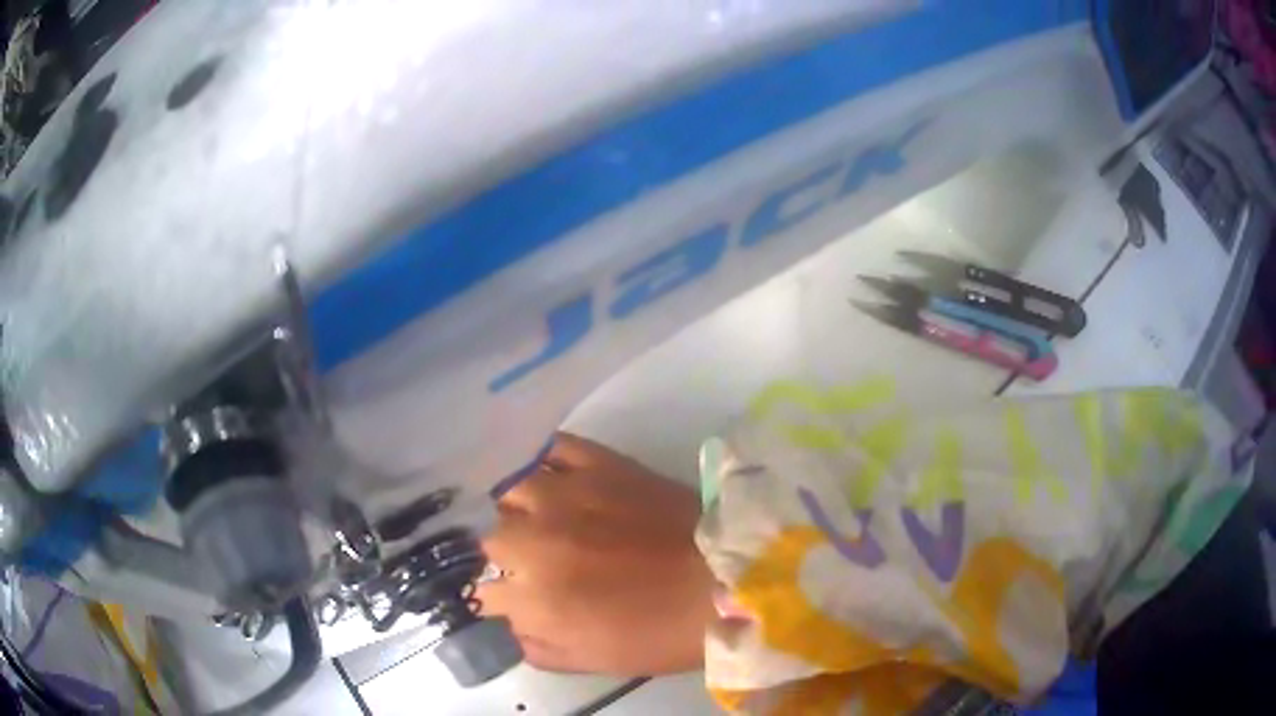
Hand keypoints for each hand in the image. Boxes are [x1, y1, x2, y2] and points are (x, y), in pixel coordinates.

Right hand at [478, 432, 714, 675]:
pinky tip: (547, 475)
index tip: (515, 600)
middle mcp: (534, 541)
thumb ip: (535, 645)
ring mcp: (563, 495)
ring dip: (515, 508)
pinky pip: (549, 449)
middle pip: (490, 539)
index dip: (498, 598)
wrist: (724, 581)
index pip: (482, 593)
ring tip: (534, 517)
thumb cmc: (661, 632)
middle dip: (507, 555)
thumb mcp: (591, 660)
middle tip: (533, 561)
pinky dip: (541, 461)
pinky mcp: (596, 464)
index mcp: (533, 598)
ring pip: (507, 491)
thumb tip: (509, 623)